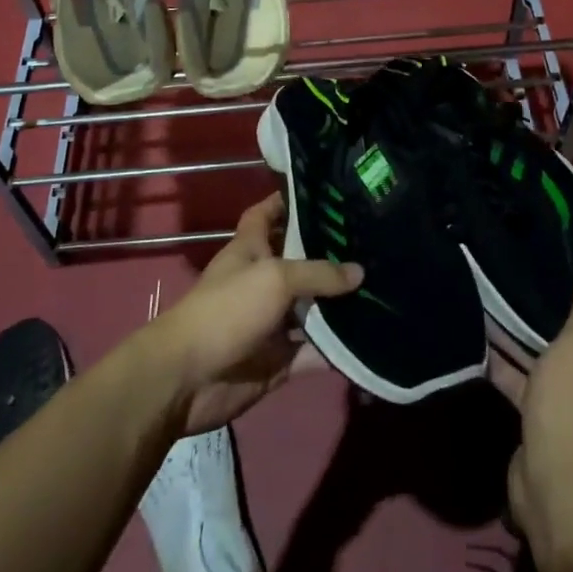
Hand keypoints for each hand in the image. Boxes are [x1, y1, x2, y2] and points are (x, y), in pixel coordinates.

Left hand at [143, 193, 362, 435]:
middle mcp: (261, 281)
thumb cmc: (226, 310)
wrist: (187, 378)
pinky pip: (314, 351)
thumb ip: (318, 273)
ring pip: (311, 308)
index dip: (287, 201)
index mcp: (250, 249)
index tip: (325, 193)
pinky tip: (372, 339)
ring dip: (339, 304)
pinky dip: (336, 349)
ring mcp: (270, 322)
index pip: (266, 213)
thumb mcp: (274, 278)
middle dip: (330, 254)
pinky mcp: (278, 360)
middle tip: (374, 242)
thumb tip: (359, 272)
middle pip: (298, 261)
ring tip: (384, 288)